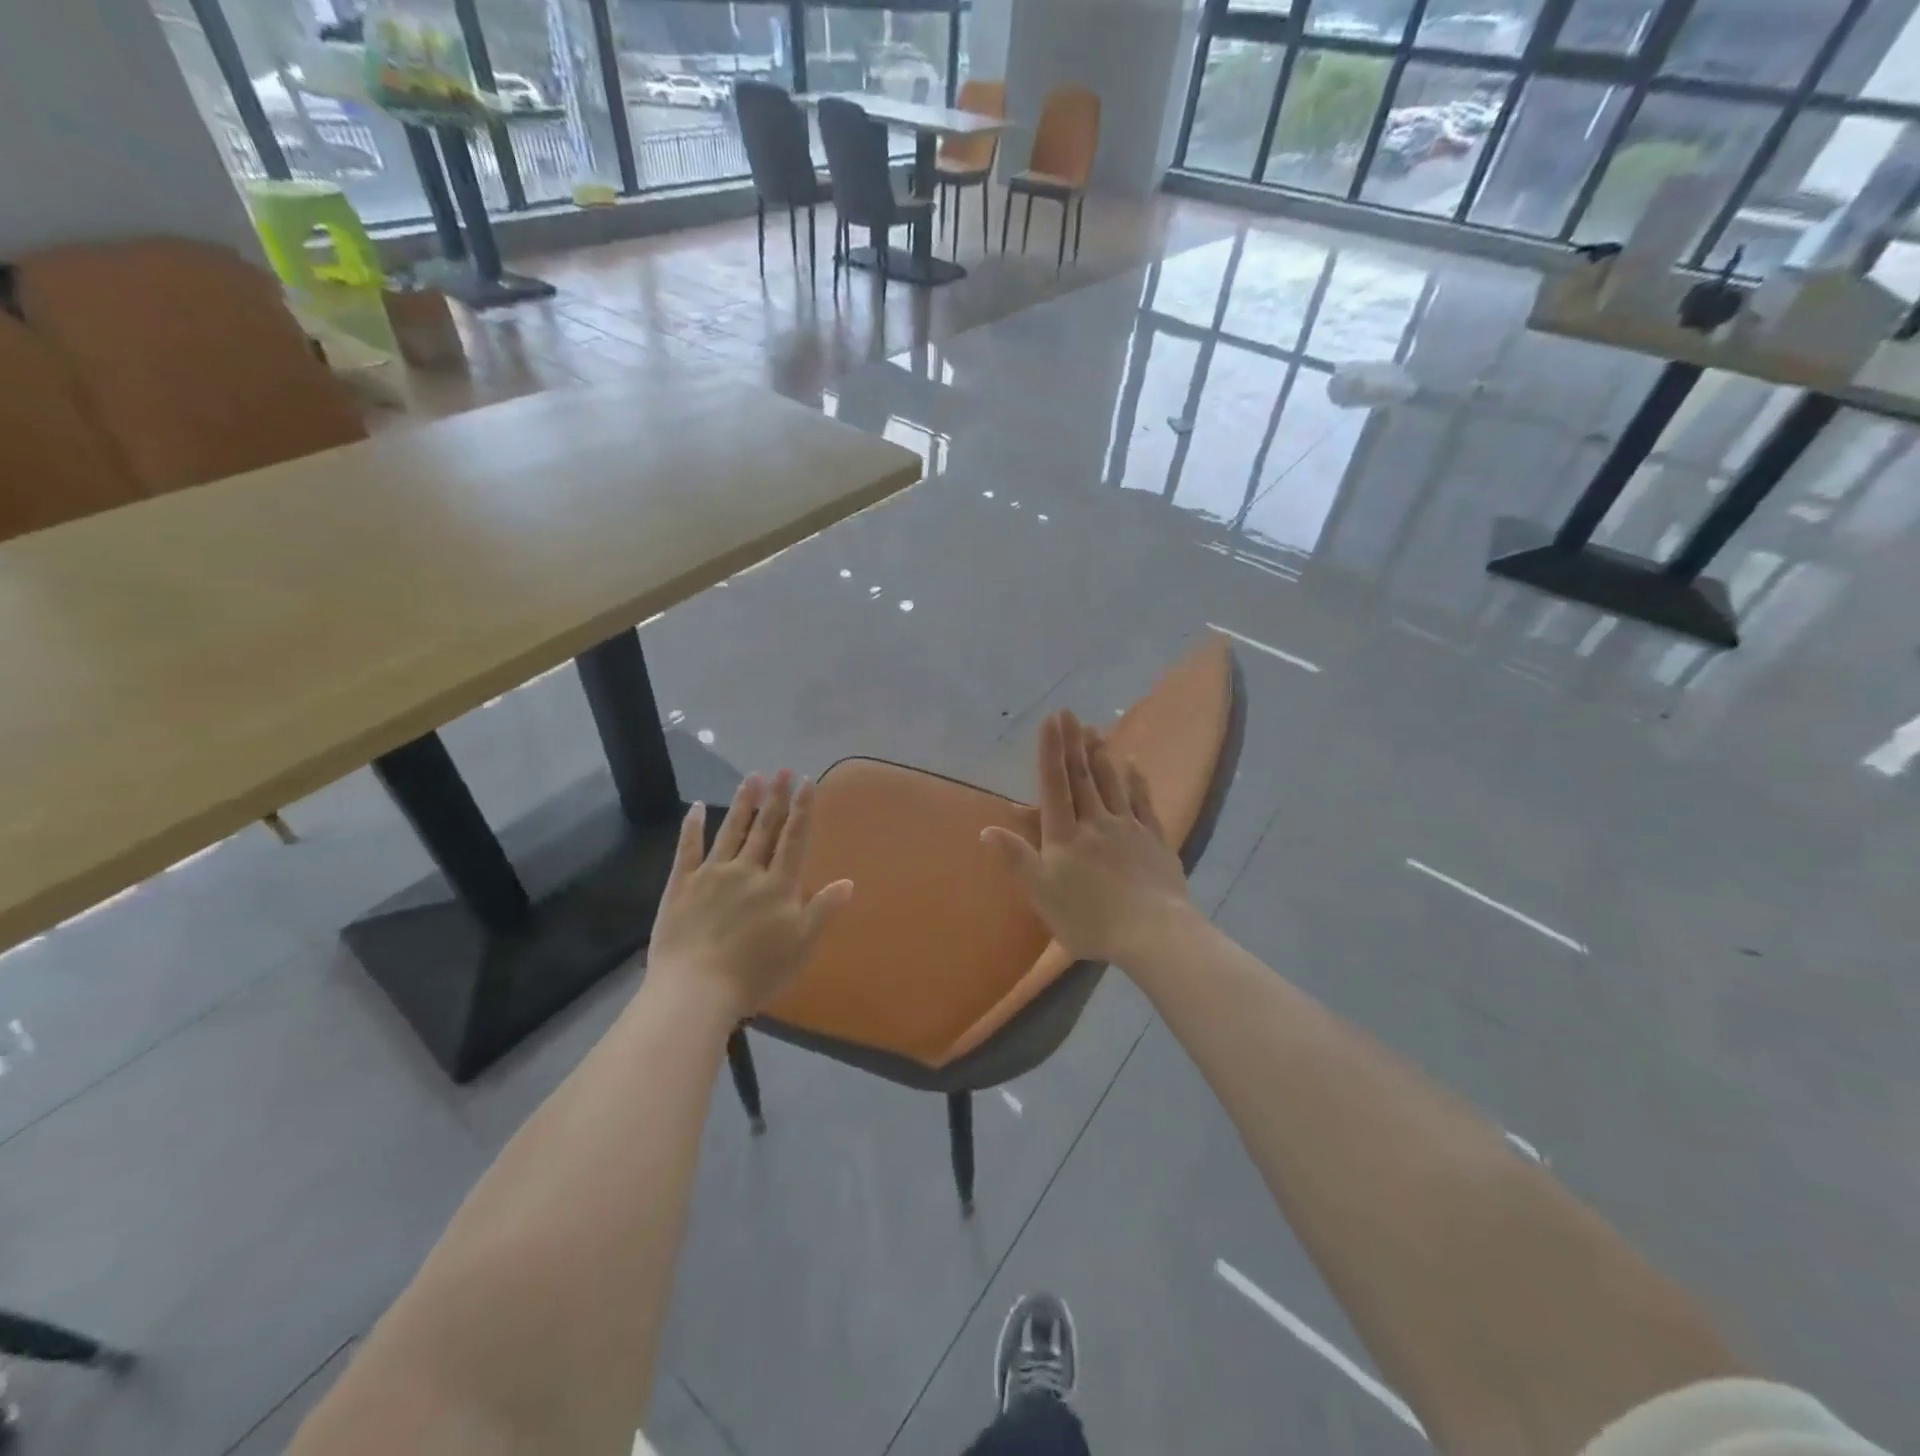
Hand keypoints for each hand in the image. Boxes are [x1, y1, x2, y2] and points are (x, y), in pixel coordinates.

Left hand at [647, 770, 853, 1020]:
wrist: (696, 990)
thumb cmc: (755, 973)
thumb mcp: (801, 945)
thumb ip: (823, 909)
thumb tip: (848, 881)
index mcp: (778, 885)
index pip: (794, 839)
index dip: (803, 809)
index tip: (808, 781)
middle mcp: (748, 870)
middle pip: (765, 827)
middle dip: (776, 797)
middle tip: (782, 769)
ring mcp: (713, 874)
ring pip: (732, 830)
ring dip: (743, 802)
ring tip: (753, 777)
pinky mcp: (682, 884)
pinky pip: (688, 848)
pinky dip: (692, 826)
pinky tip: (695, 807)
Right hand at [980, 710, 1192, 963]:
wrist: (1151, 933)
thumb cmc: (1088, 918)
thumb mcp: (1042, 893)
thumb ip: (1016, 858)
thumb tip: (987, 829)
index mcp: (1065, 836)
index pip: (1054, 786)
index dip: (1051, 752)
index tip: (1050, 720)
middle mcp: (1095, 823)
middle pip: (1082, 777)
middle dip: (1073, 744)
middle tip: (1070, 713)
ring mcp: (1128, 829)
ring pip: (1111, 784)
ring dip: (1101, 756)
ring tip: (1094, 730)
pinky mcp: (1155, 840)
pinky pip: (1144, 803)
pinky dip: (1137, 781)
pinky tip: (1134, 765)